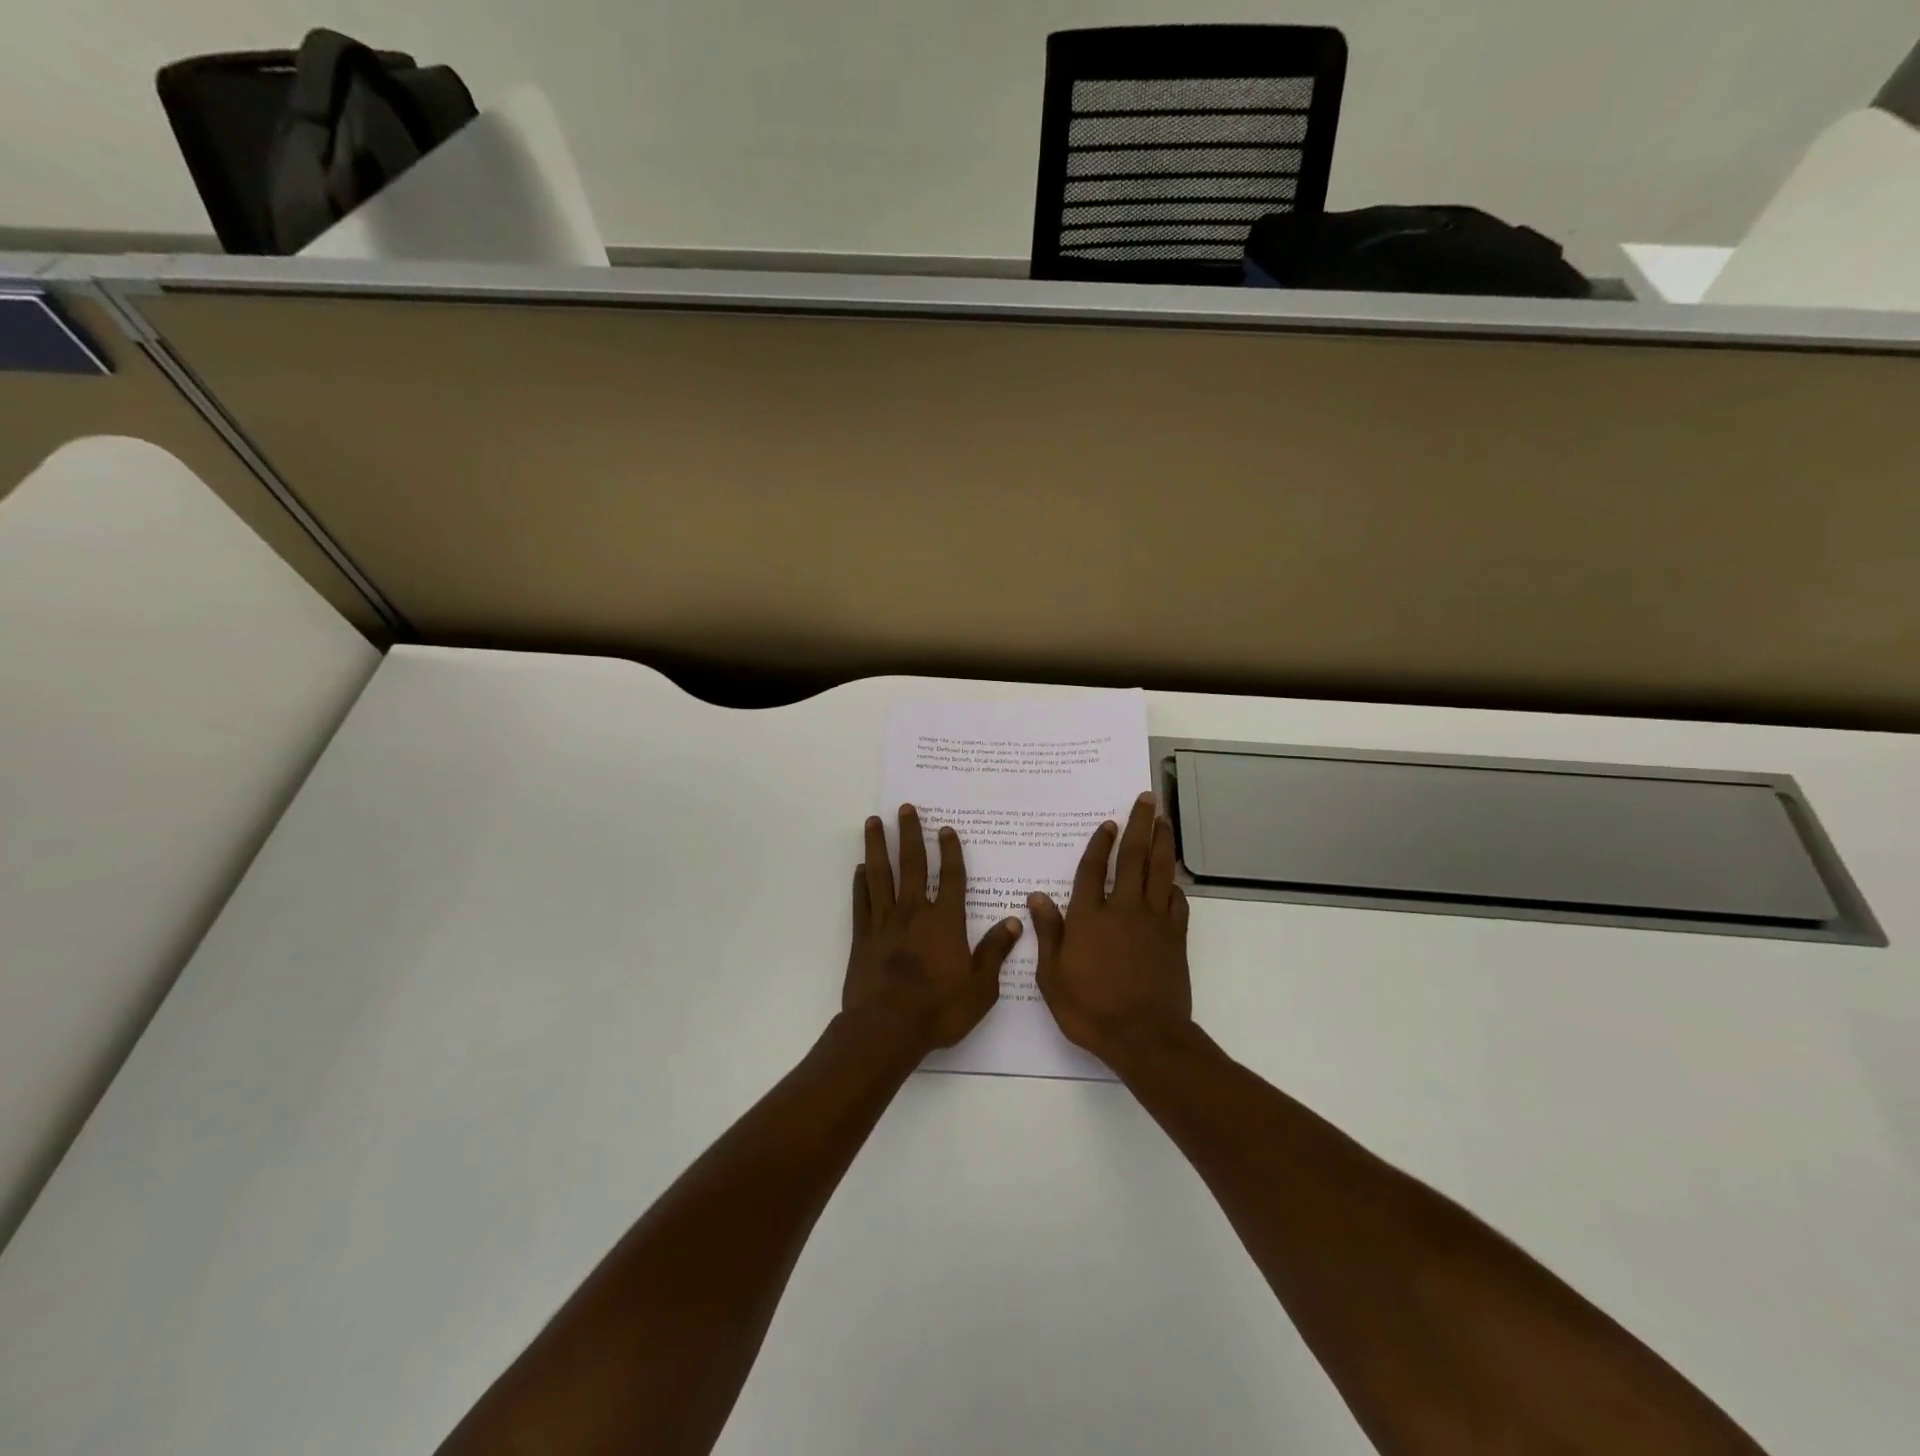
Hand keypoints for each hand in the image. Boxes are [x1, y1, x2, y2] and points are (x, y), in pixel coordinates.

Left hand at [844, 804, 1022, 1054]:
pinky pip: (861, 902)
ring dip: (877, 846)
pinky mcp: (862, 937)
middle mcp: (914, 913)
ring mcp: (884, 922)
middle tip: (906, 808)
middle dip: (910, 834)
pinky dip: (860, 883)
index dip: (950, 851)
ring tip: (873, 822)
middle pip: (912, 865)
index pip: (951, 877)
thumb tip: (1013, 921)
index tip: (946, 829)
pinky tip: (859, 868)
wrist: (886, 1029)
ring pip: (880, 875)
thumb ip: (995, 952)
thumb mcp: (980, 987)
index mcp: (945, 922)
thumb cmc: (939, 1010)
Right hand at [1031, 792, 1192, 1068]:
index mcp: (1090, 917)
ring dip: (1162, 843)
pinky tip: (1173, 880)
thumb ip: (1048, 933)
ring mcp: (1153, 922)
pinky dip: (1175, 886)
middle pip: (1133, 858)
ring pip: (1160, 872)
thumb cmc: (1090, 1009)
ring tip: (1163, 821)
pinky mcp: (1174, 939)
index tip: (1108, 822)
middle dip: (1139, 825)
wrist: (1144, 1037)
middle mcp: (1123, 910)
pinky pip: (1177, 903)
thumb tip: (1037, 897)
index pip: (1094, 869)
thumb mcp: (1052, 976)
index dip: (1101, 843)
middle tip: (1146, 799)